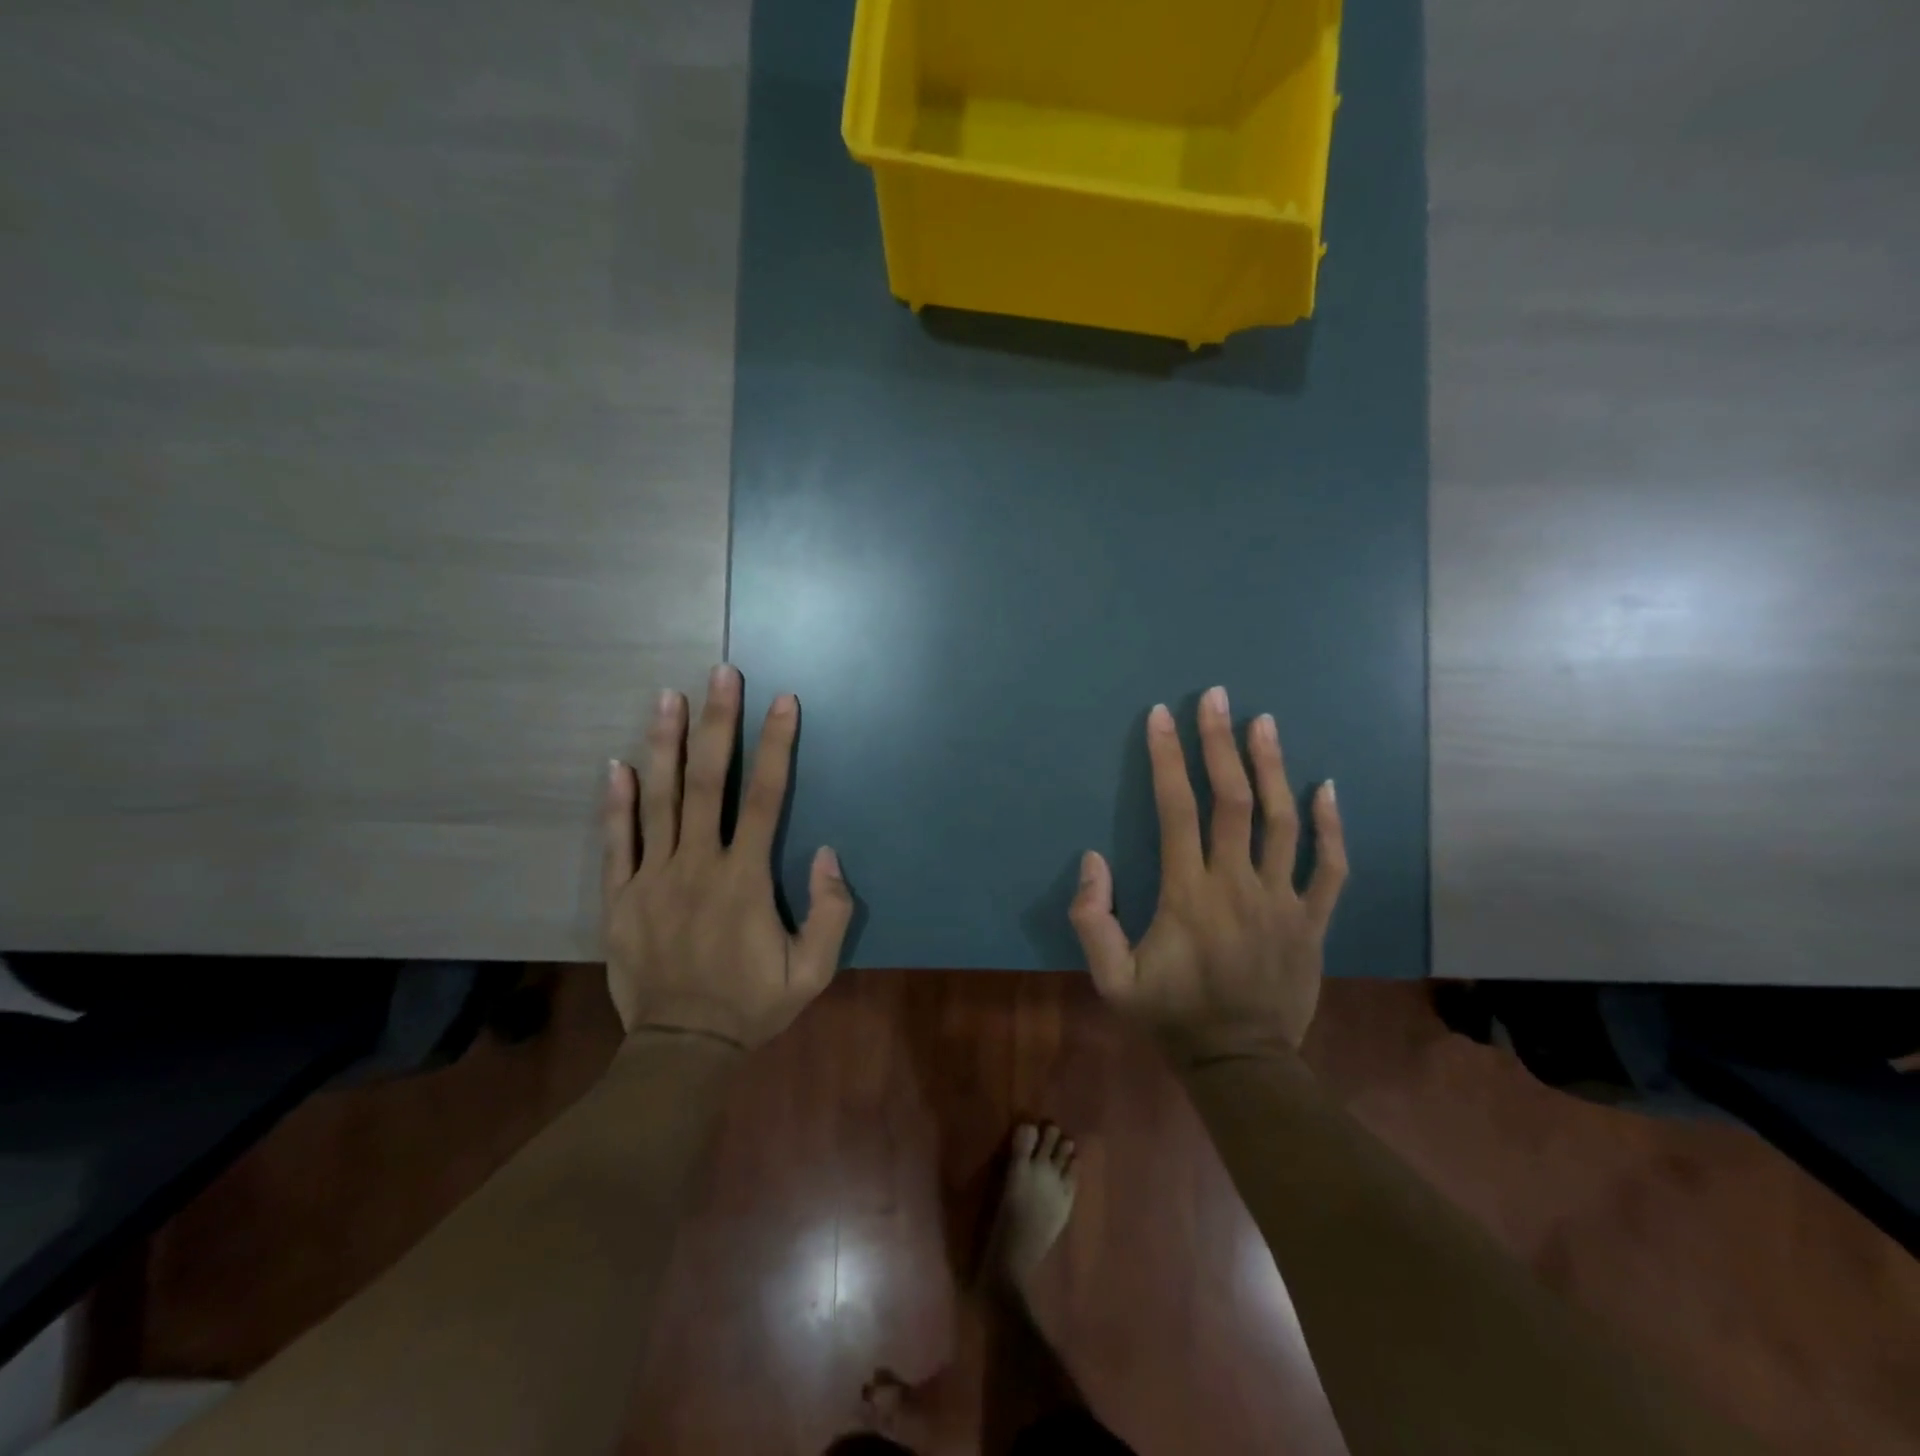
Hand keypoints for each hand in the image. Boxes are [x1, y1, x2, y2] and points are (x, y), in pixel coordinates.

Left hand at [602, 664, 852, 1049]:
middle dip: (717, 724)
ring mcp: (652, 879)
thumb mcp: (813, 972)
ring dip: (664, 745)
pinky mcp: (620, 898)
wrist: (681, 1050)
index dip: (776, 746)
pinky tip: (618, 764)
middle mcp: (697, 866)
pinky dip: (616, 802)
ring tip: (668, 697)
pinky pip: (616, 842)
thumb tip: (827, 854)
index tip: (783, 702)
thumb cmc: (752, 1006)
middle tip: (720, 674)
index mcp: (745, 880)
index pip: (766, 798)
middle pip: (709, 783)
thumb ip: (830, 913)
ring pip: (658, 801)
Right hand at [1069, 688, 1346, 1062]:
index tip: (1161, 717)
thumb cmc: (1171, 1016)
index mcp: (1188, 896)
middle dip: (1220, 743)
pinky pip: (1330, 866)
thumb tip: (1093, 859)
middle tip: (1215, 697)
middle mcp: (1238, 886)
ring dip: (1273, 767)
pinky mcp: (1314, 921)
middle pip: (1233, 800)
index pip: (1177, 811)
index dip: (1167, 759)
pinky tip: (1326, 786)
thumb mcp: (1111, 981)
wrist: (1241, 1064)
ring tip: (1264, 722)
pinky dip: (1330, 824)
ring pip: (1282, 822)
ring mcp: (1283, 901)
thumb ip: (1093, 920)